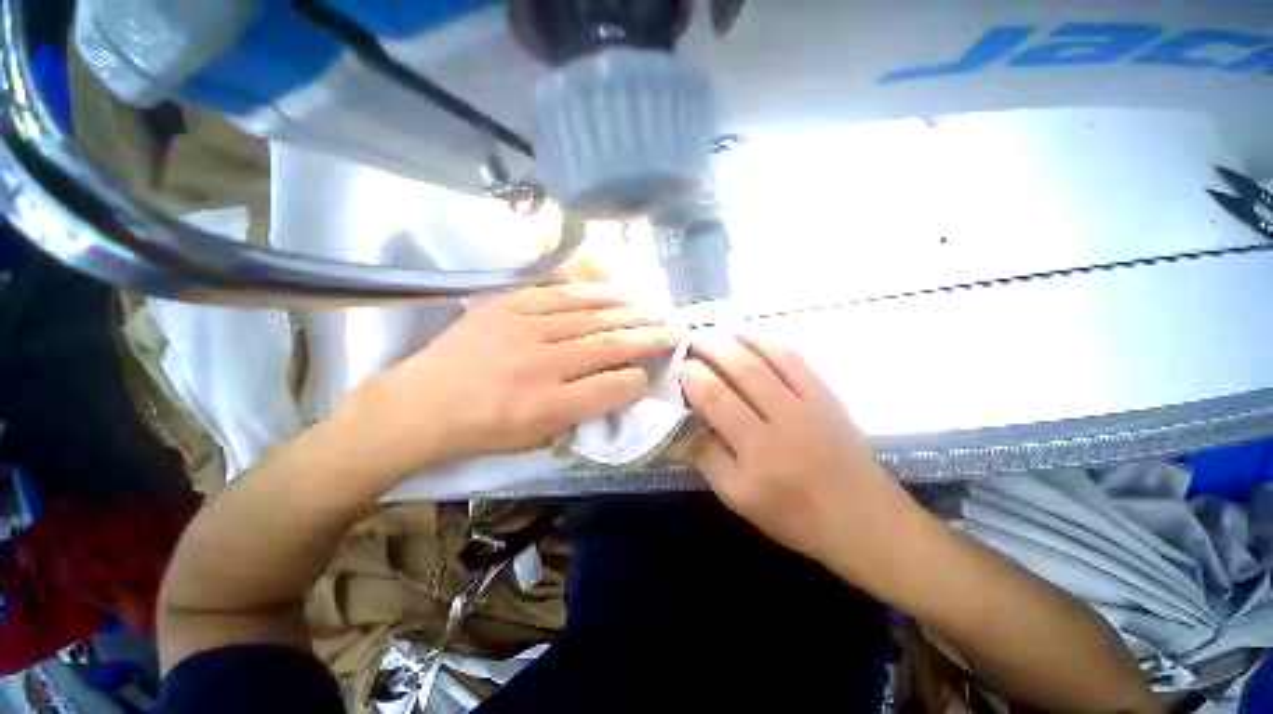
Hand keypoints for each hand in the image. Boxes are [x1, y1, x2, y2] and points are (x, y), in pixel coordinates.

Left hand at [365, 284, 677, 474]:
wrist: (420, 404)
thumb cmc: (482, 430)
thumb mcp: (535, 438)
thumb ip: (582, 413)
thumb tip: (618, 386)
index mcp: (546, 407)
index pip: (610, 388)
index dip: (639, 379)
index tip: (652, 373)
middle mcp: (541, 365)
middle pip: (608, 345)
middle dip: (648, 337)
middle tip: (674, 329)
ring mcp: (523, 329)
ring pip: (591, 316)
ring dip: (629, 312)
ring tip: (653, 309)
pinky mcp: (508, 305)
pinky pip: (561, 294)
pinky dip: (594, 293)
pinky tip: (616, 292)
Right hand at [679, 333, 913, 567]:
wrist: (860, 518)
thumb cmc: (792, 514)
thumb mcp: (737, 497)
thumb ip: (708, 456)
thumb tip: (688, 419)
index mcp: (756, 451)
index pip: (716, 398)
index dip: (693, 376)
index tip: (680, 367)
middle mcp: (783, 420)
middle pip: (742, 370)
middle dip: (711, 349)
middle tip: (692, 342)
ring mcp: (809, 403)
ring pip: (768, 358)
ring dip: (737, 341)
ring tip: (714, 335)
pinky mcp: (826, 395)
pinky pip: (795, 359)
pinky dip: (768, 343)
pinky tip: (750, 338)